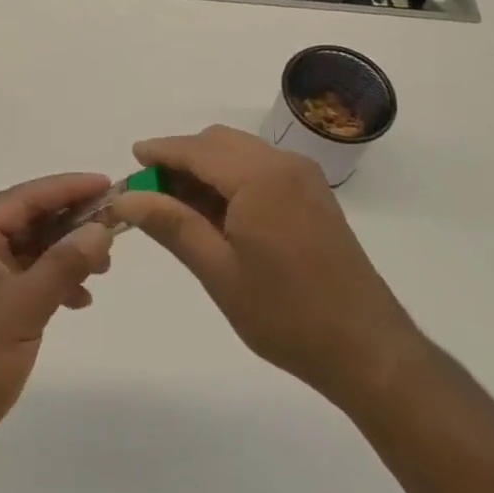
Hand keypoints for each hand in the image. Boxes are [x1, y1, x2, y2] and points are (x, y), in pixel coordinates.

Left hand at [0, 173, 115, 486]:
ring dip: (64, 255)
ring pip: (28, 249)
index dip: (69, 188)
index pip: (25, 196)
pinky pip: (22, 277)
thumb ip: (65, 264)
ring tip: (103, 269)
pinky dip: (50, 283)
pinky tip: (78, 300)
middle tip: (115, 231)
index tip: (109, 184)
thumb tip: (101, 229)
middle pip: (27, 220)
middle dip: (71, 225)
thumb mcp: (24, 307)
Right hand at [109, 126, 420, 405]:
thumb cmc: (286, 314)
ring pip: (239, 153)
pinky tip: (217, 214)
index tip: (130, 161)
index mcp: (259, 177)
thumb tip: (126, 198)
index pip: (195, 149)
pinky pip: (261, 168)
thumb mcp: (218, 271)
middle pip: (217, 143)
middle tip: (151, 195)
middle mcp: (283, 163)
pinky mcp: (313, 194)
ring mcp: (303, 177)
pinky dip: (231, 178)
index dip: (159, 152)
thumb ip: (170, 225)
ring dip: (205, 169)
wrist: (368, 349)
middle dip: (181, 160)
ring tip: (179, 209)